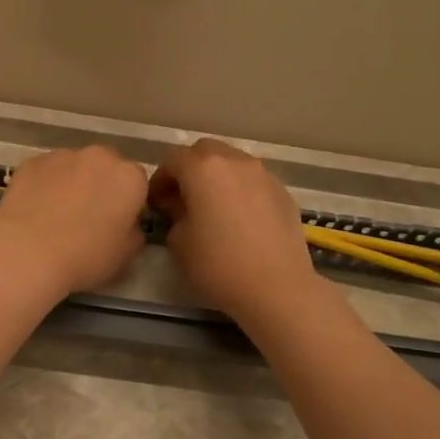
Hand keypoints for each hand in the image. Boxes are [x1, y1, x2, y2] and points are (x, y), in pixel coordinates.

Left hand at [0, 145, 149, 297]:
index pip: (137, 182)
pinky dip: (44, 185)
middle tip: (88, 215)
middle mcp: (99, 156)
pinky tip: (35, 210)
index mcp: (129, 177)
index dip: (127, 202)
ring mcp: (62, 155)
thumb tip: (126, 223)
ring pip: (74, 166)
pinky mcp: (31, 162)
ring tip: (57, 214)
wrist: (28, 253)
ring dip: (72, 182)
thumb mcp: (126, 255)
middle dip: (101, 184)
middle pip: (106, 166)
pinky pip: (45, 172)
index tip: (116, 221)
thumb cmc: (86, 256)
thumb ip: (134, 231)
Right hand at [148, 138, 317, 317]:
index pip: (173, 159)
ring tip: (213, 206)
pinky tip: (239, 218)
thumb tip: (180, 207)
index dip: (160, 178)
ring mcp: (263, 174)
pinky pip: (253, 180)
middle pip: (205, 151)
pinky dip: (240, 189)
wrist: (276, 287)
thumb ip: (174, 214)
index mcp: (203, 168)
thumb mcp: (179, 242)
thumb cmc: (219, 264)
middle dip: (189, 168)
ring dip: (217, 177)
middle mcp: (234, 161)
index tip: (156, 201)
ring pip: (232, 162)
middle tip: (182, 197)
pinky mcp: (283, 191)